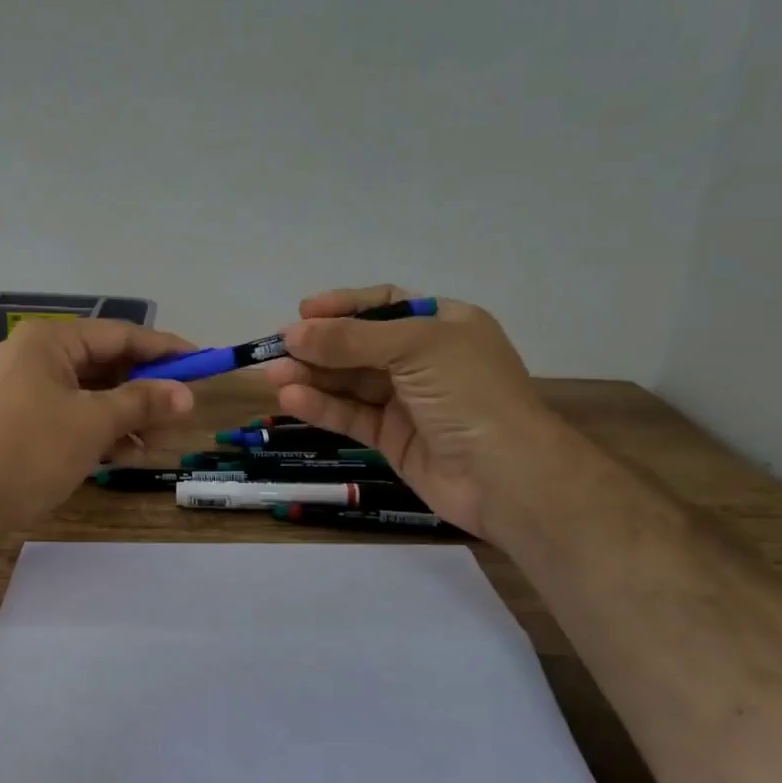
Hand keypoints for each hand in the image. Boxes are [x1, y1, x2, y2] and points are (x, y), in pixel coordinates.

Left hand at [0, 319, 195, 526]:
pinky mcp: (15, 419)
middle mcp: (33, 355)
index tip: (201, 363)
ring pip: (87, 393)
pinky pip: (67, 413)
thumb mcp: (93, 424)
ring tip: (156, 443)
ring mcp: (20, 388)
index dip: (165, 349)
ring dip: (124, 415)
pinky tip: (123, 454)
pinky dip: (96, 429)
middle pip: (104, 364)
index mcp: (49, 340)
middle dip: (144, 390)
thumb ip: (142, 402)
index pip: (120, 335)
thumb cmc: (30, 452)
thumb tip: (186, 394)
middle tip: (180, 413)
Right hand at [263, 285, 559, 539]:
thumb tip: (293, 333)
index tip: (303, 312)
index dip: (344, 306)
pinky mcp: (393, 438)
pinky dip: (323, 407)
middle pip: (360, 344)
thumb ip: (352, 339)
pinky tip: (292, 401)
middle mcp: (425, 359)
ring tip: (274, 377)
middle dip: (319, 346)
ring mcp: (408, 401)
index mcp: (444, 324)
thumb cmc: (470, 394)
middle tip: (275, 350)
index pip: (385, 304)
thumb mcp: (415, 348)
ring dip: (312, 377)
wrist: (507, 478)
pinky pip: (352, 415)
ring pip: (351, 382)